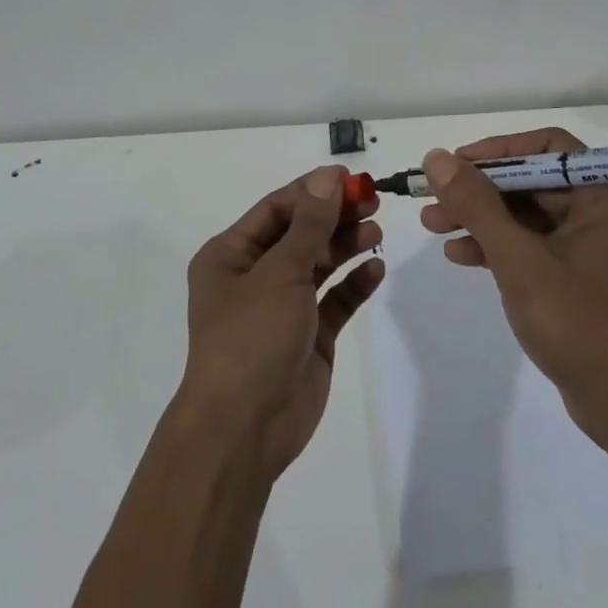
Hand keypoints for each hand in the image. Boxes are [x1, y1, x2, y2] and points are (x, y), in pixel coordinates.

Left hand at [179, 165, 384, 478]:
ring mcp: (283, 307)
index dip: (313, 191)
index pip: (276, 209)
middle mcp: (254, 276)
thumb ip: (310, 225)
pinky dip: (354, 284)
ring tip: (376, 231)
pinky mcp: (308, 336)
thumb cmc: (251, 337)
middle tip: (373, 201)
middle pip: (300, 233)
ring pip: (319, 264)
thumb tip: (329, 178)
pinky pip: (335, 300)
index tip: (351, 179)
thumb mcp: (280, 272)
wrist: (245, 429)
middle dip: (334, 217)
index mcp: (231, 255)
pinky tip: (376, 268)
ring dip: (346, 245)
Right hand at [420, 130, 607, 443]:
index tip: (454, 164)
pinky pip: (537, 245)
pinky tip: (460, 255)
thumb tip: (437, 158)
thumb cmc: (579, 323)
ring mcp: (599, 245)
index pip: (548, 148)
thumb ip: (476, 204)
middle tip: (433, 197)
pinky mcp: (585, 276)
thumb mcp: (518, 259)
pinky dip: (500, 247)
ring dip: (482, 219)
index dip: (496, 151)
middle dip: (480, 191)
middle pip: (534, 181)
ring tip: (433, 225)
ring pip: (530, 215)